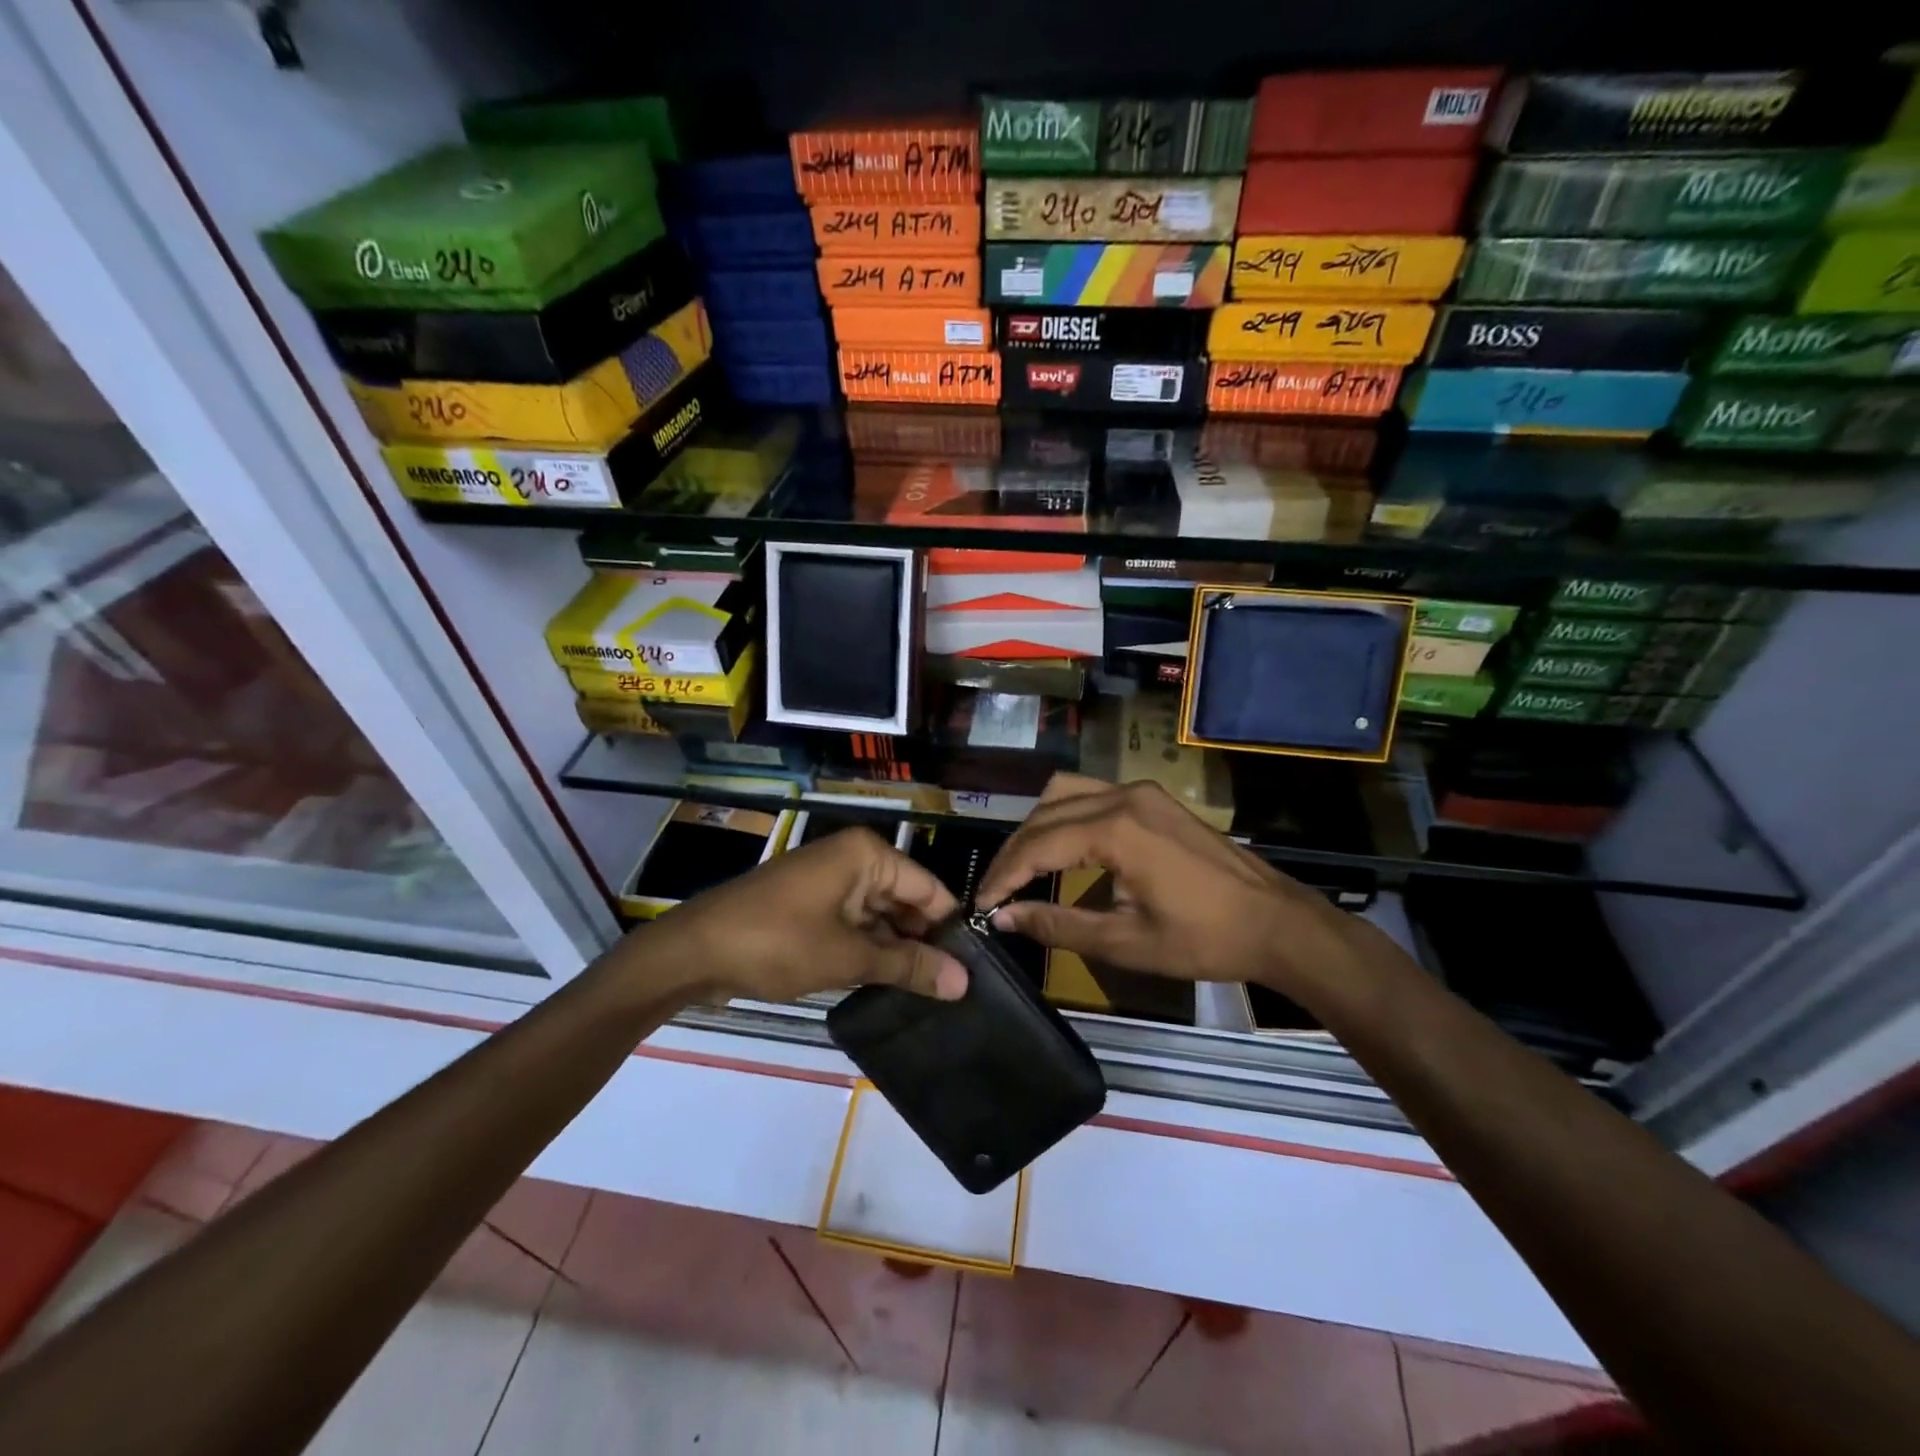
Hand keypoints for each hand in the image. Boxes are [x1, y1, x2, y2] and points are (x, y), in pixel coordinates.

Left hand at [655, 827, 967, 1003]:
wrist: (694, 951)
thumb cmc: (777, 942)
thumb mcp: (848, 957)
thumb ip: (907, 966)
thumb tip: (964, 982)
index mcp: (867, 855)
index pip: (929, 888)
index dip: (950, 929)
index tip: (976, 969)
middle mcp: (853, 860)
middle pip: (906, 902)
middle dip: (924, 943)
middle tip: (956, 989)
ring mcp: (830, 884)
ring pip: (880, 917)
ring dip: (897, 951)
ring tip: (932, 995)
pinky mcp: (812, 908)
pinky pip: (854, 926)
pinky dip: (869, 952)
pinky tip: (890, 985)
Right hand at [976, 774, 1372, 1000]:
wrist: (1277, 922)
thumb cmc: (1205, 939)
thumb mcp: (1126, 942)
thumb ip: (1058, 925)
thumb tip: (1004, 919)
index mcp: (1116, 829)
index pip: (1038, 844)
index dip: (1004, 875)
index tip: (981, 905)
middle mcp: (1123, 796)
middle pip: (1046, 812)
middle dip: (1015, 851)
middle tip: (996, 892)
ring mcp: (1141, 792)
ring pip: (1066, 792)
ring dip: (1037, 826)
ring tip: (1022, 868)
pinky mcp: (1154, 798)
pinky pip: (1092, 794)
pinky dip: (1065, 816)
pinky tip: (1061, 848)